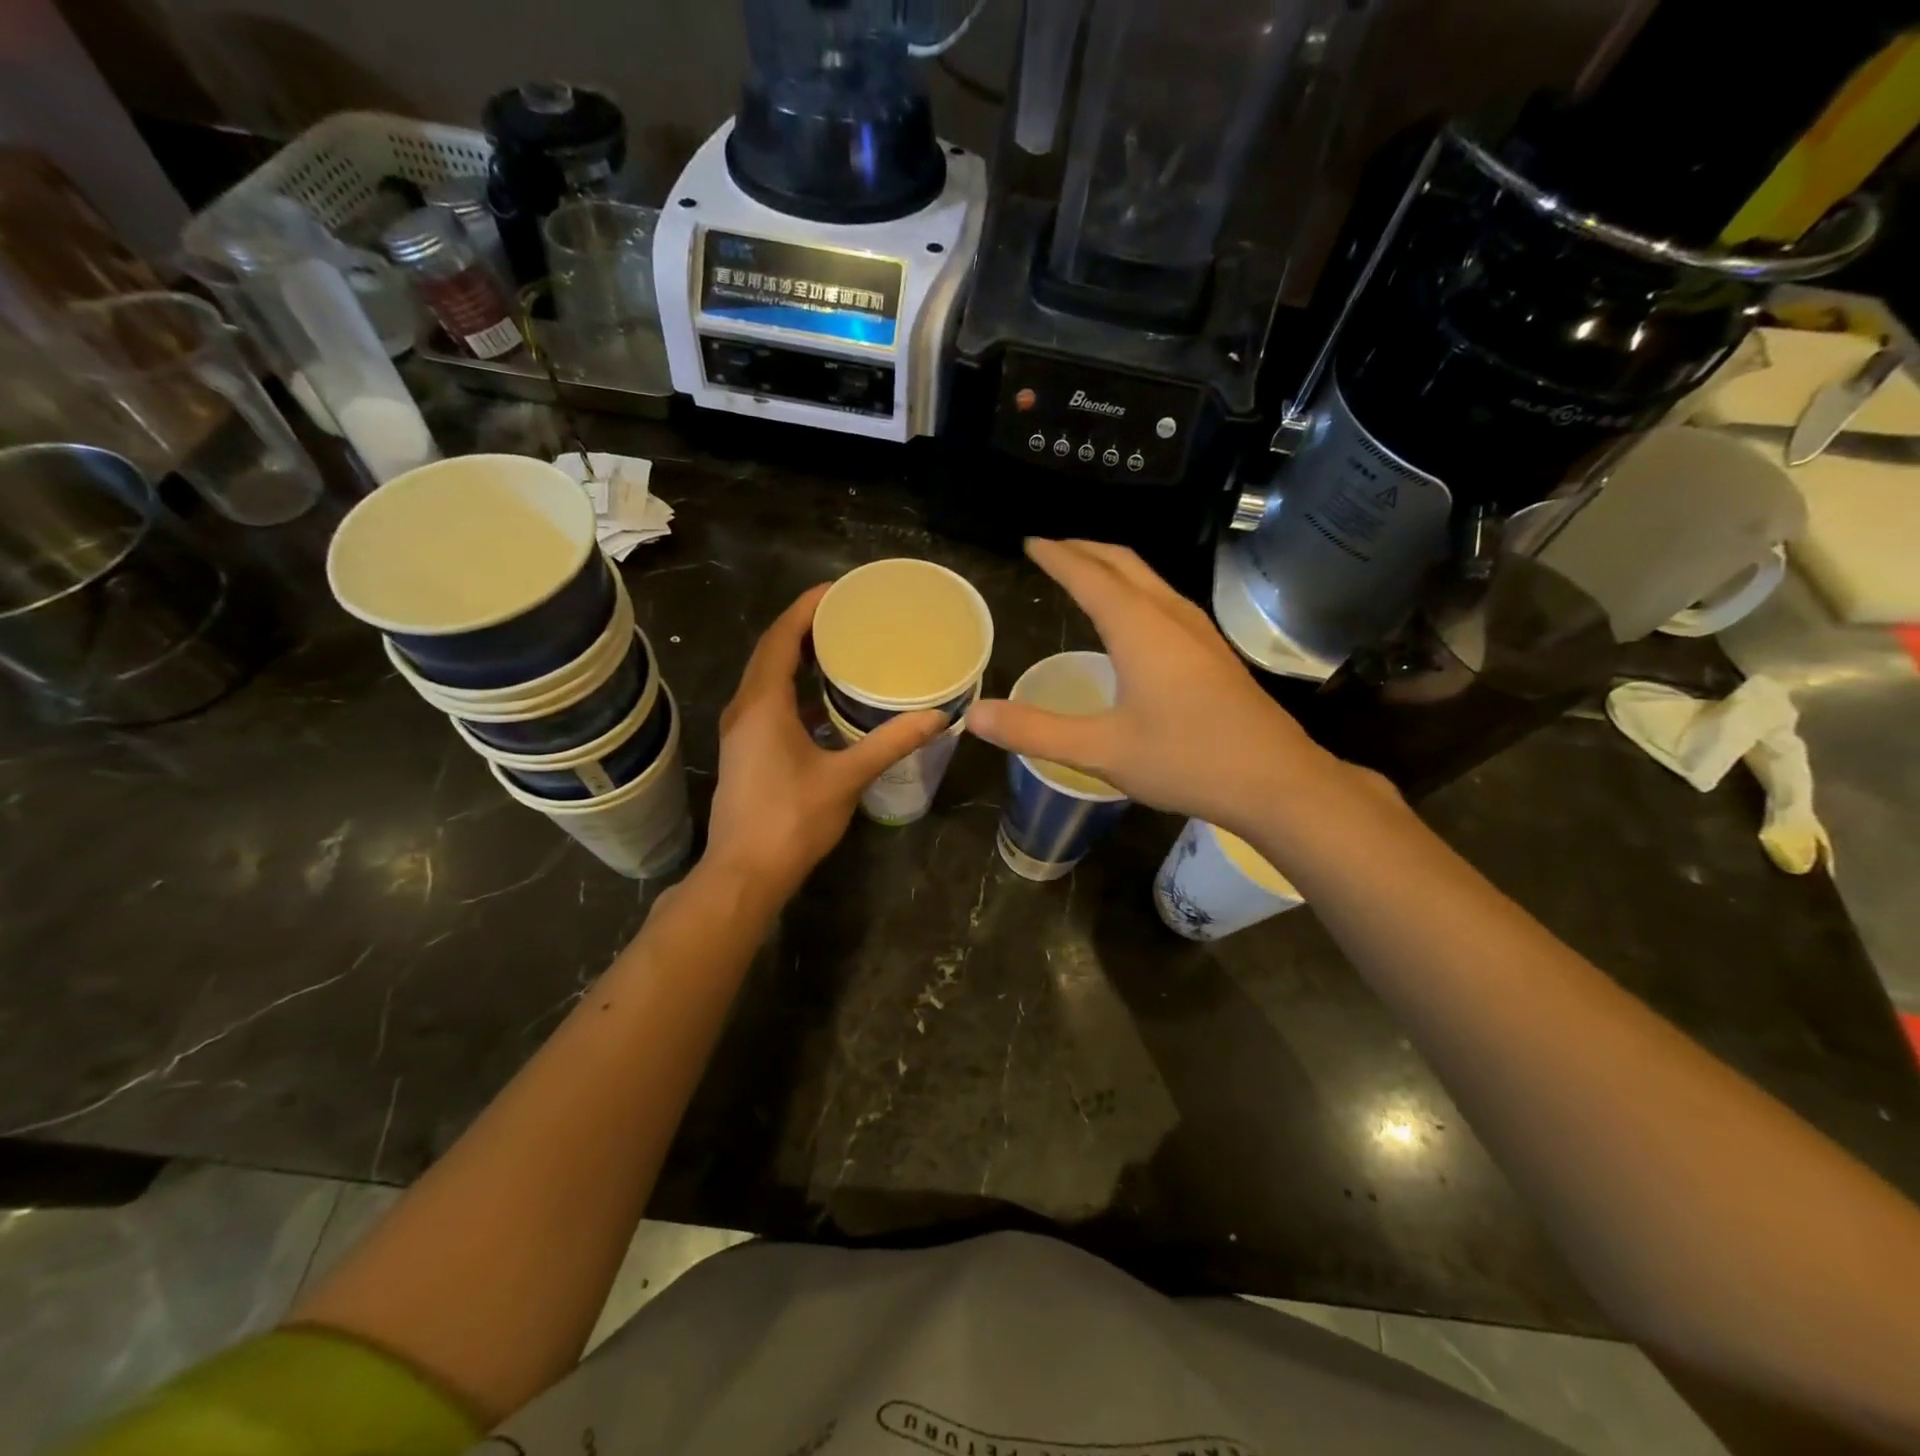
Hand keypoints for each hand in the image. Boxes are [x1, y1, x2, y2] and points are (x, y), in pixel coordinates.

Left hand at [704, 585, 945, 902]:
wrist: (744, 873)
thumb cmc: (791, 820)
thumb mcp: (847, 777)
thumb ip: (890, 743)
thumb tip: (936, 716)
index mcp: (764, 705)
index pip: (781, 638)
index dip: (806, 608)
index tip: (838, 590)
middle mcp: (746, 708)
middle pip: (771, 651)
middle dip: (804, 627)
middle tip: (846, 613)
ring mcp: (742, 731)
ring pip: (767, 677)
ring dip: (797, 657)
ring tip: (839, 645)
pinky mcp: (747, 750)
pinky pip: (769, 701)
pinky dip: (795, 688)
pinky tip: (826, 699)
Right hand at [965, 540, 1334, 834]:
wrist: (1277, 782)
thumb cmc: (1187, 760)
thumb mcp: (1101, 751)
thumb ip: (1036, 731)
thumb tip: (975, 715)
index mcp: (1140, 628)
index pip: (1089, 576)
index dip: (1057, 556)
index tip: (1031, 542)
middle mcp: (1171, 617)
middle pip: (1124, 563)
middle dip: (1085, 549)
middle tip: (1052, 549)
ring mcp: (1200, 632)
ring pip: (1149, 580)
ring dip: (1112, 568)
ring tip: (1085, 573)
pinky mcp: (1214, 653)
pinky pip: (1164, 601)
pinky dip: (1134, 591)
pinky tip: (1131, 621)